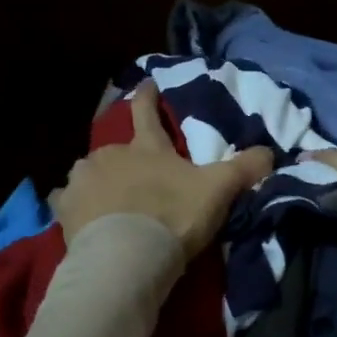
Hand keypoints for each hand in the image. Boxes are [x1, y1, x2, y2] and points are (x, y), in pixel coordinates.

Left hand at [52, 81, 274, 257]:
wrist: (127, 254)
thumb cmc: (173, 216)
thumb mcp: (217, 191)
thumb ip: (244, 169)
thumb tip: (271, 152)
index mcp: (146, 147)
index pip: (146, 110)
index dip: (148, 95)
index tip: (146, 82)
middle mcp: (110, 154)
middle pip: (116, 149)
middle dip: (124, 161)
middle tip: (135, 182)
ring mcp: (84, 178)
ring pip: (89, 172)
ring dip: (98, 182)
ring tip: (107, 203)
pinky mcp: (65, 205)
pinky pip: (65, 199)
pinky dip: (73, 204)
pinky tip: (78, 216)